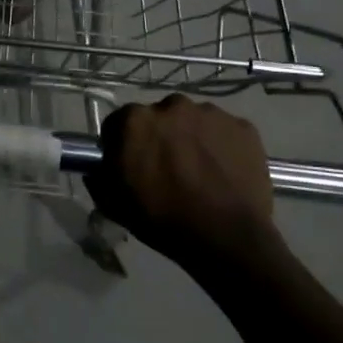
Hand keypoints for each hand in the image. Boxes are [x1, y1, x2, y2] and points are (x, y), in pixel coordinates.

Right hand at [85, 95, 277, 269]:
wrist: (225, 237)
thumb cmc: (162, 219)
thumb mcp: (113, 204)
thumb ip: (99, 177)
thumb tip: (98, 168)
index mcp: (136, 120)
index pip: (120, 123)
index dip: (123, 144)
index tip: (131, 164)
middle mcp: (172, 105)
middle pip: (160, 117)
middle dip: (160, 137)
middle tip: (168, 168)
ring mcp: (212, 113)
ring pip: (194, 121)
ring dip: (192, 138)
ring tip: (200, 171)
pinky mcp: (243, 126)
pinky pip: (225, 132)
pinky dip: (222, 146)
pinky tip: (224, 172)